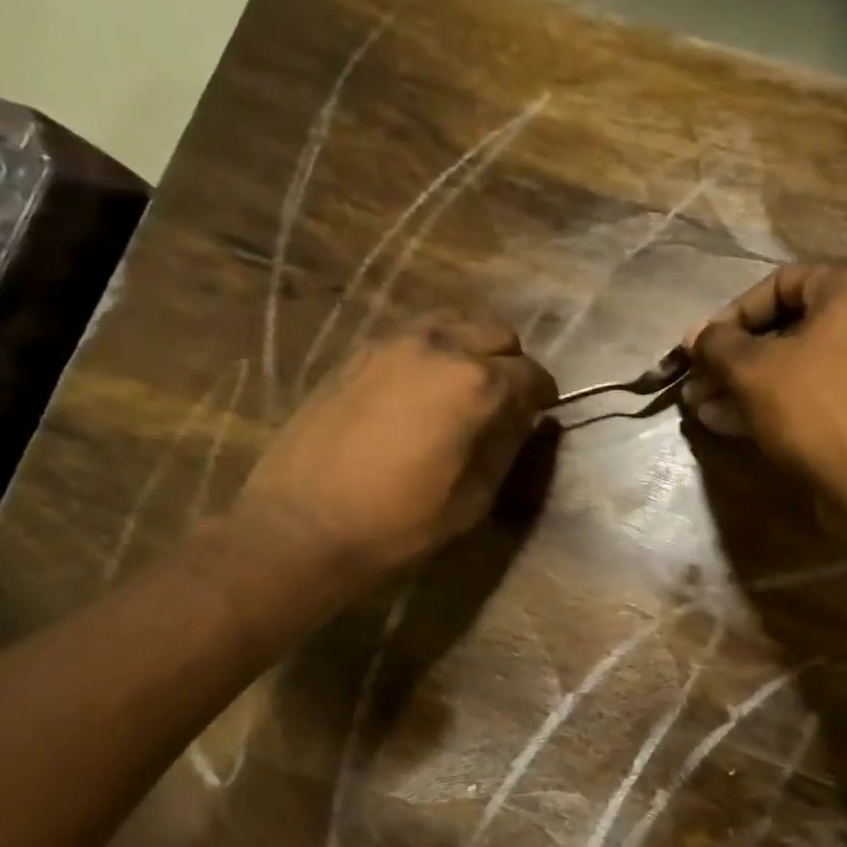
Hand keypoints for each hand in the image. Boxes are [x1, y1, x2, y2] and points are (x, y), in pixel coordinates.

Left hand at [231, 316, 555, 585]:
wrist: (303, 524)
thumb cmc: (399, 523)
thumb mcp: (474, 498)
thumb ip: (507, 448)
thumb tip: (524, 420)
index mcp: (476, 385)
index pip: (531, 374)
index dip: (543, 395)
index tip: (541, 413)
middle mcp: (440, 347)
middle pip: (497, 334)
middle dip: (511, 364)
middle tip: (506, 400)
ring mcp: (394, 342)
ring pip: (455, 322)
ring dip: (472, 347)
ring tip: (465, 385)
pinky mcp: (359, 350)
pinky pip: (415, 332)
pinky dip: (435, 347)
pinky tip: (424, 382)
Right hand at [684, 263, 846, 503]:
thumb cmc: (818, 409)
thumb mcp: (754, 371)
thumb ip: (718, 345)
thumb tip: (695, 334)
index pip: (780, 283)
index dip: (731, 315)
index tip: (701, 348)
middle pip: (788, 329)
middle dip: (735, 360)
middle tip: (697, 384)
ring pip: (798, 367)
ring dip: (747, 386)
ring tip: (703, 409)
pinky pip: (817, 395)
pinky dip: (776, 405)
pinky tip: (731, 425)